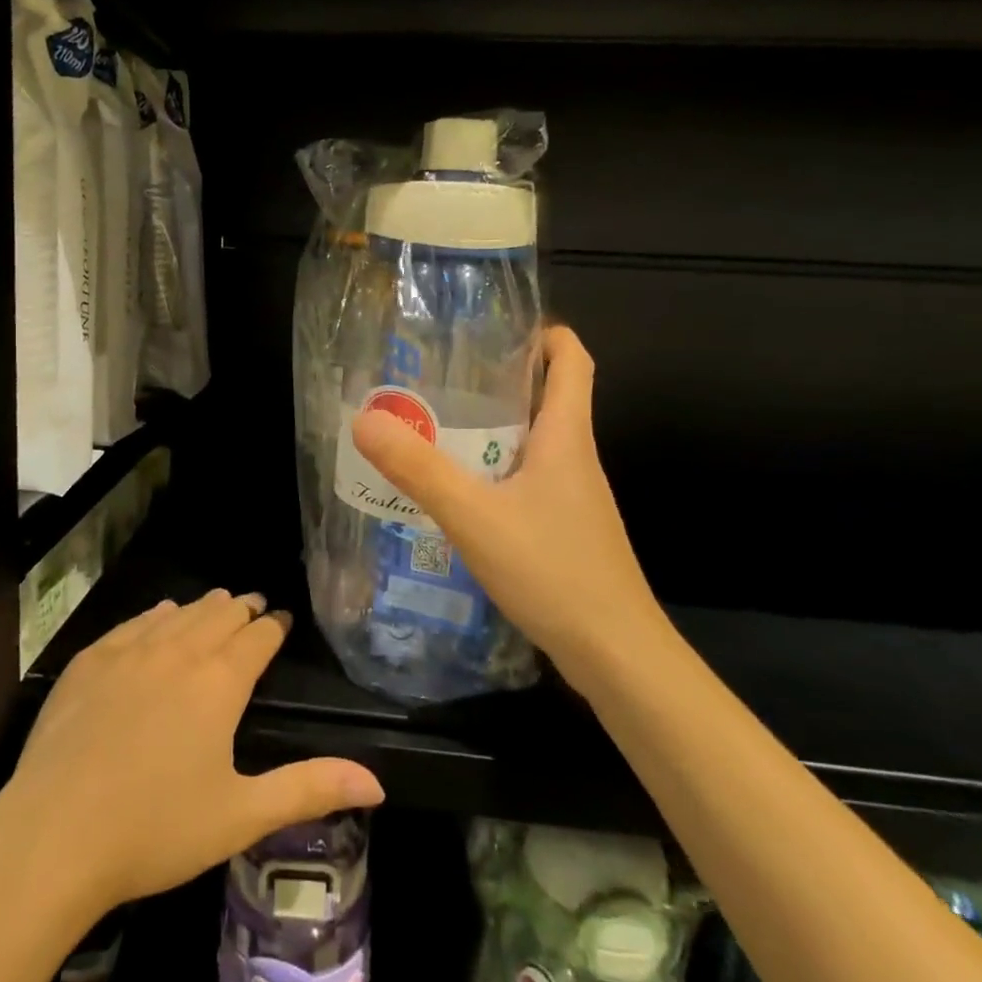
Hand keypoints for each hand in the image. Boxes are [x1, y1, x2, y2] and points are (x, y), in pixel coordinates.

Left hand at [2, 591, 384, 913]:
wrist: (53, 835)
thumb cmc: (156, 829)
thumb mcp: (241, 816)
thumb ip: (309, 788)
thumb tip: (376, 780)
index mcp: (219, 683)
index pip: (257, 638)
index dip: (274, 626)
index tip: (282, 618)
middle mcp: (179, 652)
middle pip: (219, 616)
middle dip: (242, 609)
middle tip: (254, 606)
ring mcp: (130, 652)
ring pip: (179, 614)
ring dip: (203, 608)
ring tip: (217, 603)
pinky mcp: (90, 662)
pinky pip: (135, 623)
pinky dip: (157, 616)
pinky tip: (161, 615)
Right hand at [352, 325, 661, 670]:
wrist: (616, 655)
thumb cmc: (553, 570)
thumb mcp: (474, 515)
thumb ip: (418, 469)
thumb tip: (365, 419)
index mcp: (567, 437)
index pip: (574, 361)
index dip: (547, 334)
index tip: (501, 327)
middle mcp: (577, 459)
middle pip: (551, 398)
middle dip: (504, 379)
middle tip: (444, 377)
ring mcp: (576, 498)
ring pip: (537, 444)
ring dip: (496, 430)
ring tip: (440, 429)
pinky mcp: (568, 530)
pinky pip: (531, 482)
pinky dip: (498, 472)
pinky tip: (462, 495)